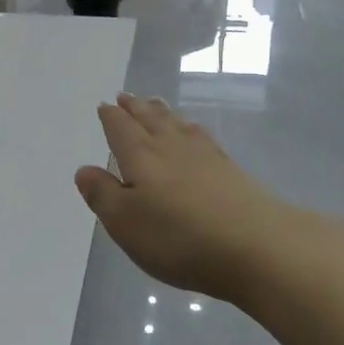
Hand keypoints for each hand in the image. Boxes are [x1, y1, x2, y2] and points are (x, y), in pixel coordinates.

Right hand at [74, 93, 343, 306]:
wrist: (258, 248)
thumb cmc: (179, 237)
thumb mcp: (125, 222)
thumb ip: (102, 194)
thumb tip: (85, 169)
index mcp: (141, 157)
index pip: (121, 129)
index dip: (111, 117)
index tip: (105, 105)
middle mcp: (171, 148)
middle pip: (150, 120)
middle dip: (136, 108)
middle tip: (127, 96)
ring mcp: (206, 158)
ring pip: (178, 126)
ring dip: (163, 114)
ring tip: (156, 105)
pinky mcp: (233, 173)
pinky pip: (204, 140)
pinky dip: (192, 130)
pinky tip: (196, 134)